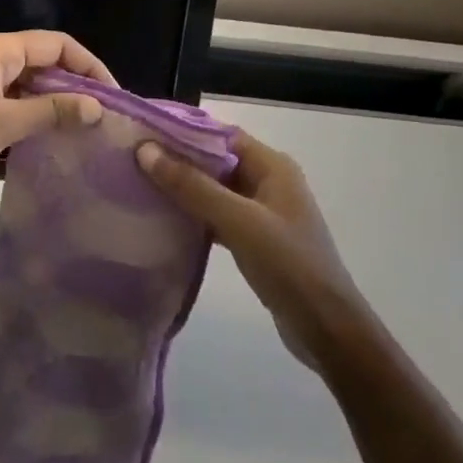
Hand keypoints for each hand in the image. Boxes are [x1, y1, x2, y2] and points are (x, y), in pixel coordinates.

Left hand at [0, 31, 111, 199]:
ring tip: (87, 129)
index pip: (57, 43)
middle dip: (76, 84)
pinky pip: (14, 97)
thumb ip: (52, 111)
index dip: (89, 65)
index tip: (114, 96)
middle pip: (45, 59)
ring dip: (56, 100)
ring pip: (31, 80)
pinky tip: (53, 136)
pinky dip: (35, 112)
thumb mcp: (4, 124)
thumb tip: (98, 106)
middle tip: (105, 117)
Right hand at [137, 130, 356, 371]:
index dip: (184, 131)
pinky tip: (165, 220)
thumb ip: (192, 186)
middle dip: (179, 159)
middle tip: (134, 159)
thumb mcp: (239, 221)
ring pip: (215, 190)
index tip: (144, 132)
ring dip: (184, 188)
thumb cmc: (288, 265)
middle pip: (217, 161)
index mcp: (272, 166)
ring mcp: (263, 213)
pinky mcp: (256, 241)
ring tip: (141, 185)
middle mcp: (269, 181)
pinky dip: (195, 215)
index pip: (221, 135)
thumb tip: (145, 150)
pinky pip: (219, 216)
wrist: (328, 331)